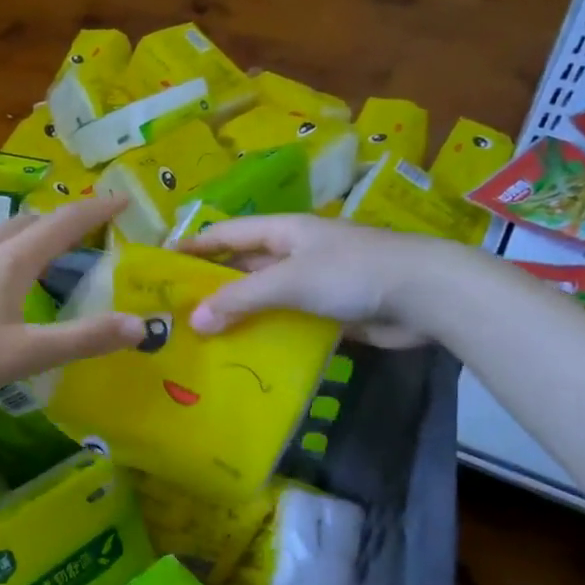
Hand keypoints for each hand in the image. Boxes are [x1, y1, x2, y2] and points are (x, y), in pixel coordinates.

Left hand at [0, 194, 145, 404]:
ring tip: (36, 254)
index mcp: (10, 262)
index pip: (63, 224)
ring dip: (24, 236)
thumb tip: (140, 326)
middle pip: (27, 223)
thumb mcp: (27, 354)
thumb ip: (83, 339)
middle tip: (81, 232)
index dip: (95, 211)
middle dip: (59, 221)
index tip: (121, 200)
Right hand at [180, 215, 447, 347]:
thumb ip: (240, 299)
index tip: (160, 264)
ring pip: (263, 297)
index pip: (226, 233)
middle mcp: (293, 253)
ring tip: (199, 339)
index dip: (193, 246)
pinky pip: (286, 320)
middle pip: (243, 266)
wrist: (424, 296)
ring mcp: (312, 283)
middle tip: (174, 312)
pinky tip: (242, 354)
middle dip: (211, 286)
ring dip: (237, 314)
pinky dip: (265, 333)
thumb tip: (194, 322)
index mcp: (283, 231)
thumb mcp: (289, 280)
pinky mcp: (328, 311)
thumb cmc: (352, 273)